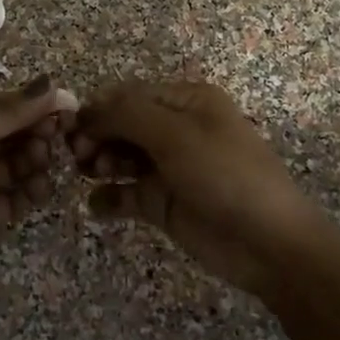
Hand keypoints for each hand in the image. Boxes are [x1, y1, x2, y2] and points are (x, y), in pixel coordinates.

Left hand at [0, 76, 79, 285]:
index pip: (2, 105)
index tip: (70, 107)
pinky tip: (42, 188)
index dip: (35, 105)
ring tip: (47, 163)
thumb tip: (53, 85)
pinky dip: (28, 195)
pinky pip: (10, 202)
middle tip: (60, 138)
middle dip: (37, 133)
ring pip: (15, 167)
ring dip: (35, 162)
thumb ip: (3, 112)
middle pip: (11, 135)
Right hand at [70, 79, 322, 295]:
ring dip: (99, 163)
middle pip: (121, 124)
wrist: (269, 244)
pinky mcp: (163, 203)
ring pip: (120, 156)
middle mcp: (176, 129)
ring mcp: (168, 167)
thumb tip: (86, 110)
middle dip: (96, 136)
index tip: (71, 128)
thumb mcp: (177, 135)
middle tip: (79, 157)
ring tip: (90, 175)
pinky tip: (97, 206)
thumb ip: (127, 115)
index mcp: (186, 101)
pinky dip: (108, 197)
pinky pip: (125, 194)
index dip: (98, 108)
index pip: (129, 95)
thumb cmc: (225, 176)